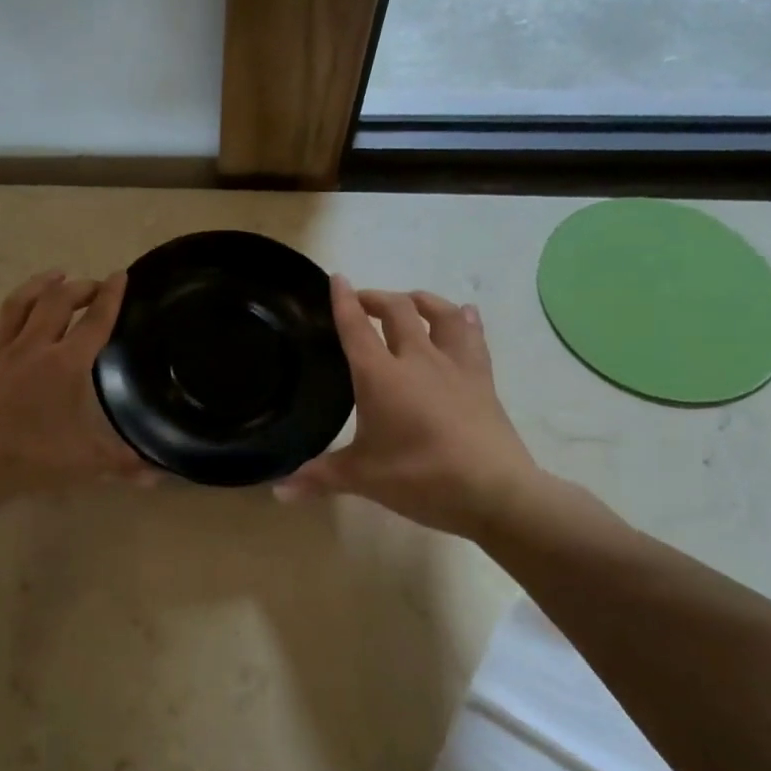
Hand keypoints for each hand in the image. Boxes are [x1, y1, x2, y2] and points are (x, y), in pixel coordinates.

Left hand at [0, 270, 145, 507]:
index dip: (111, 297)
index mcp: (65, 365)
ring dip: (34, 288)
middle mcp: (32, 350)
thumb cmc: (33, 460)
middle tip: (92, 285)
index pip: (95, 323)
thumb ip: (125, 464)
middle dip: (77, 288)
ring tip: (52, 276)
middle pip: (56, 305)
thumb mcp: (88, 462)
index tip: (119, 274)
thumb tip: (160, 477)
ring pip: (14, 310)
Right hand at [276, 277, 542, 536]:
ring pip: (440, 315)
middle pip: (397, 312)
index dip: (344, 301)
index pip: (356, 328)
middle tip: (363, 302)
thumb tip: (277, 492)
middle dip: (377, 299)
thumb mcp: (361, 478)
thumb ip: (317, 477)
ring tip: (410, 301)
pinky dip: (464, 320)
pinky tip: (465, 314)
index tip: (336, 278)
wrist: (493, 490)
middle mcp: (417, 360)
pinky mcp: (482, 379)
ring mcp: (454, 366)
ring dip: (421, 300)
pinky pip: (473, 337)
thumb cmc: (419, 478)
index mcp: (380, 376)